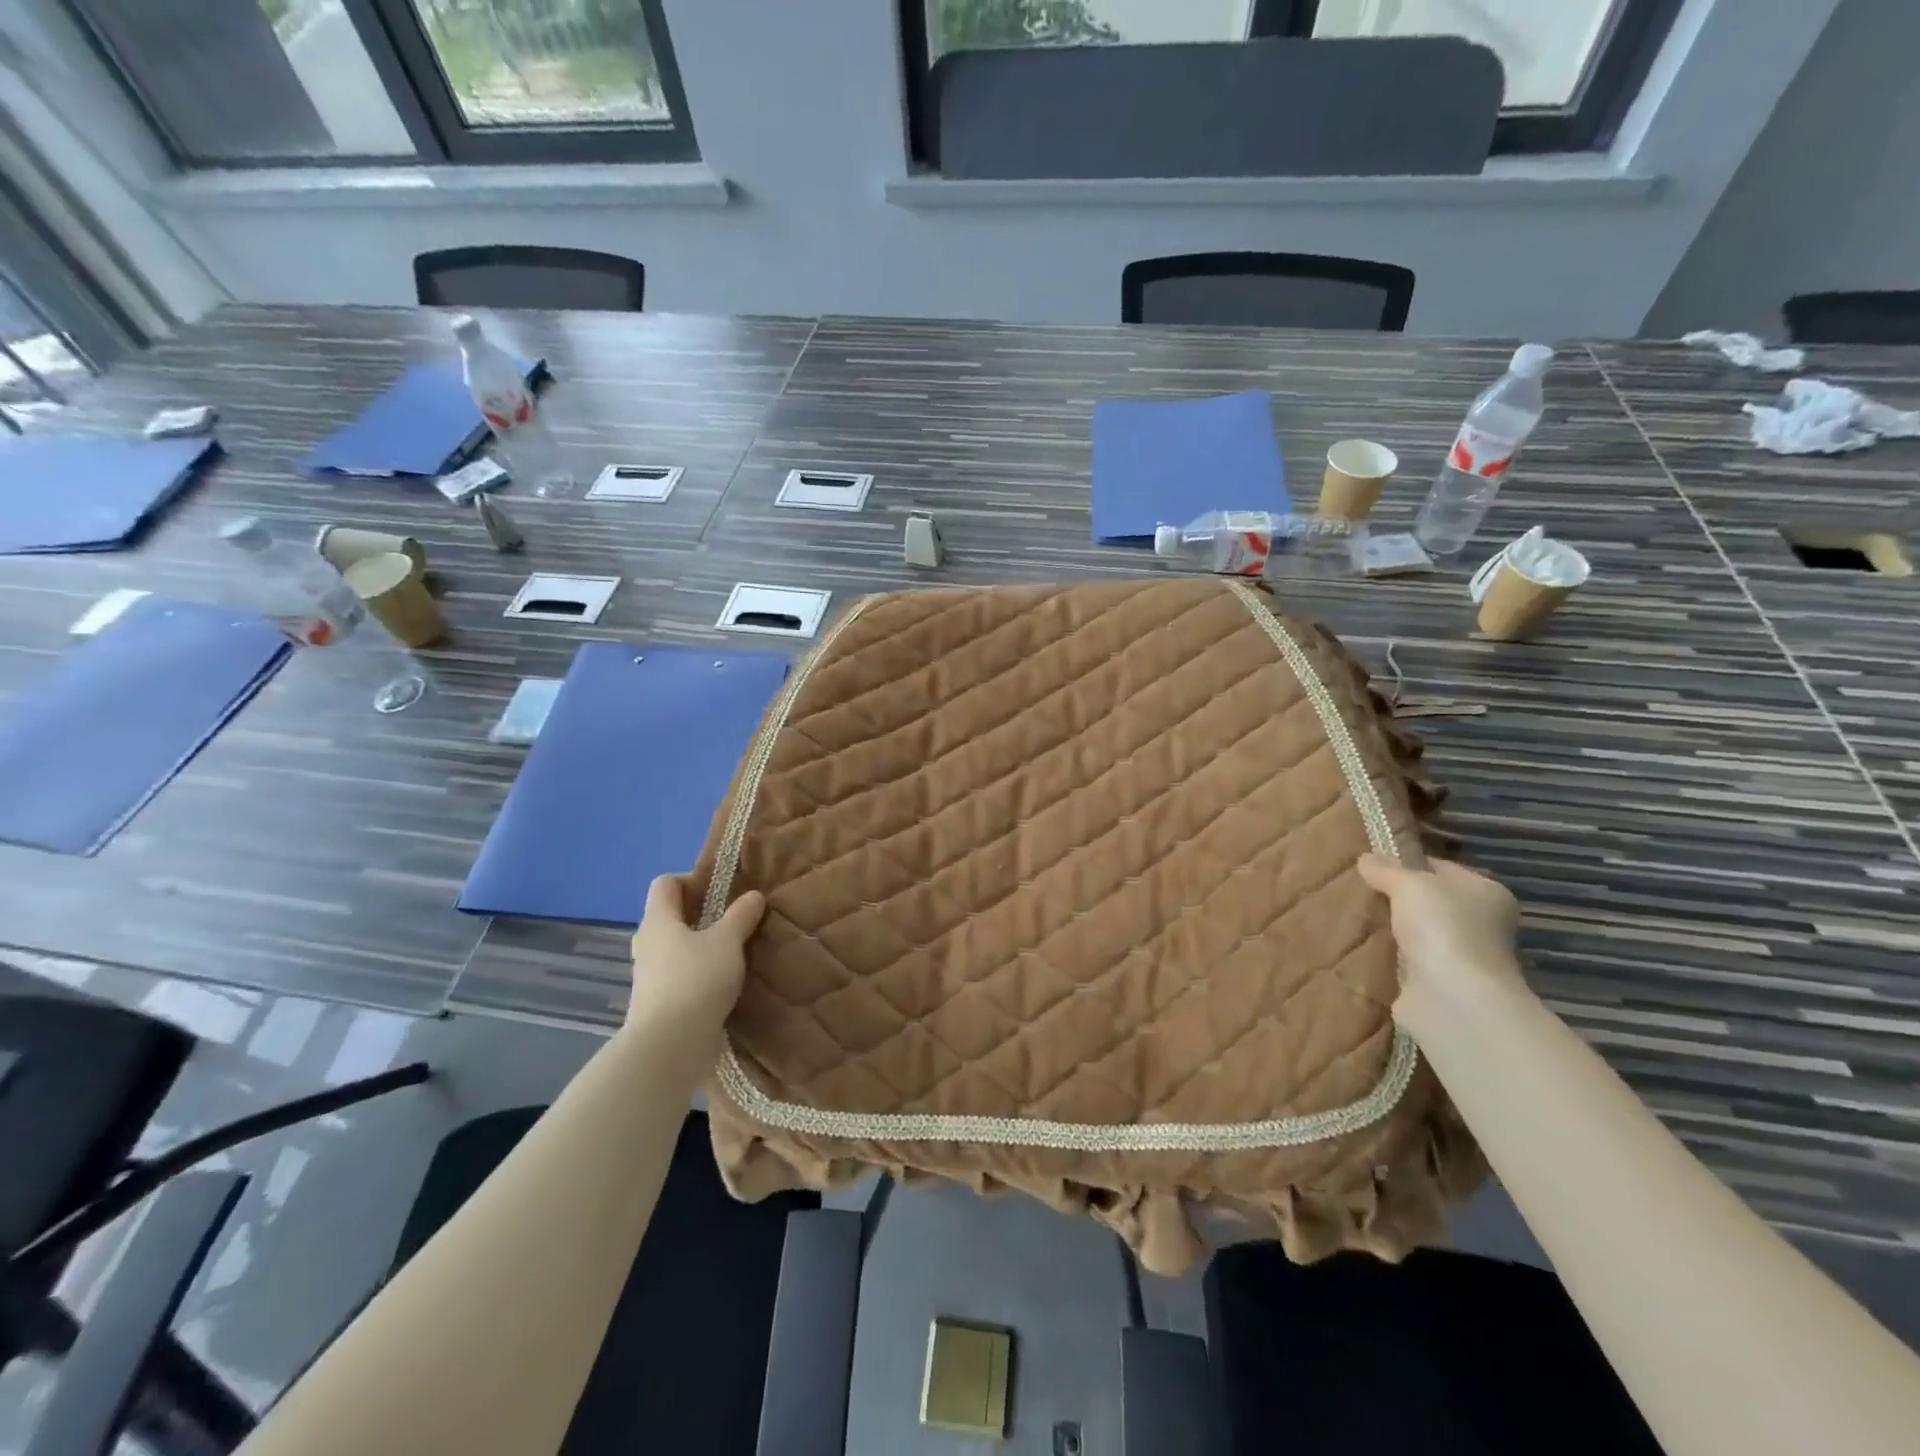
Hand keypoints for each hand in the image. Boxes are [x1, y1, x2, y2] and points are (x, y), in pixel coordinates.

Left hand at [624, 875, 765, 1053]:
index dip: (692, 879)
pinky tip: (729, 982)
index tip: (723, 890)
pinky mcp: (661, 1003)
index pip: (666, 883)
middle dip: (706, 915)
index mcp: (659, 920)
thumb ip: (740, 916)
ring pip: (681, 948)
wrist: (668, 1047)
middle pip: (674, 916)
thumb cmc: (696, 980)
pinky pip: (684, 976)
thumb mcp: (727, 942)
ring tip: (739, 952)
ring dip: (707, 947)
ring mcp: (652, 976)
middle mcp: (650, 943)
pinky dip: (704, 974)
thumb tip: (753, 895)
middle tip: (739, 920)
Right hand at [1356, 854, 1526, 1024]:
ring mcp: (1458, 956)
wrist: (1452, 999)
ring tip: (1348, 912)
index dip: (1405, 863)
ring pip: (1412, 931)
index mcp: (1486, 893)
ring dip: (1386, 927)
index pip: (1439, 868)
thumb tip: (1366, 859)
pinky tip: (1356, 942)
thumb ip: (1386, 869)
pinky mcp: (1436, 983)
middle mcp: (1479, 924)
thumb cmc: (1442, 928)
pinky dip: (1384, 954)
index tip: (1369, 864)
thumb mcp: (1409, 884)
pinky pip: (1402, 958)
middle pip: (1425, 901)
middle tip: (1353, 887)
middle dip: (1391, 897)